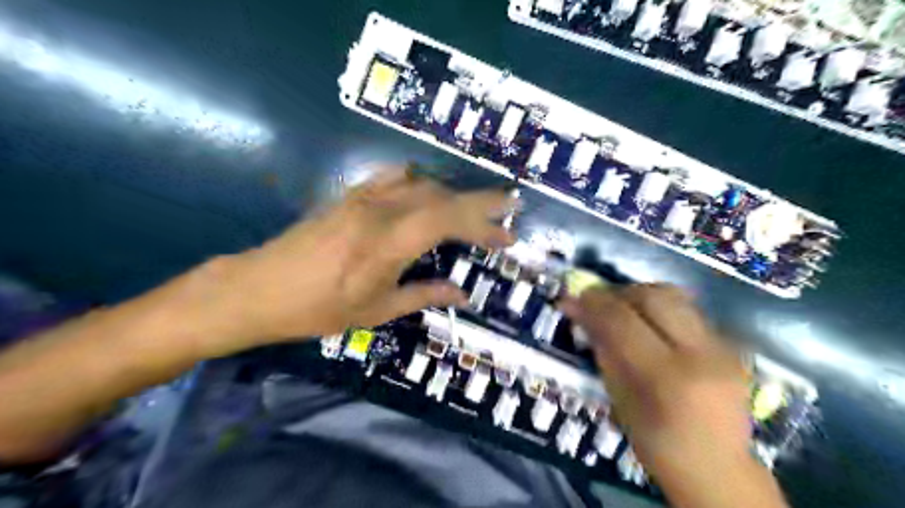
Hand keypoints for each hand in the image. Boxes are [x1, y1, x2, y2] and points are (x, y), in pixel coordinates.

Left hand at [207, 168, 514, 353]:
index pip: (449, 220)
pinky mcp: (349, 195)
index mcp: (389, 242)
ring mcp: (362, 198)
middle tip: (507, 210)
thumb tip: (462, 293)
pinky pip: (393, 177)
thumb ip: (424, 295)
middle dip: (479, 203)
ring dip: (452, 194)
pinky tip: (426, 194)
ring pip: (421, 183)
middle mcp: (380, 210)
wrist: (258, 289)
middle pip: (441, 196)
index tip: (508, 235)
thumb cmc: (318, 309)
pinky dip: (420, 182)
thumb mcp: (376, 311)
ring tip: (470, 210)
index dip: (483, 224)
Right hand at [563, 284, 785, 504]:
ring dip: (640, 295)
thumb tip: (582, 315)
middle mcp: (699, 354)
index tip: (571, 300)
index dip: (593, 304)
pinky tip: (649, 325)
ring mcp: (722, 348)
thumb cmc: (657, 444)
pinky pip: (687, 311)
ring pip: (674, 296)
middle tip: (597, 303)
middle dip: (618, 293)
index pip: (622, 321)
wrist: (719, 470)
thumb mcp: (619, 400)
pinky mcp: (731, 346)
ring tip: (622, 309)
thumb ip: (604, 352)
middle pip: (653, 297)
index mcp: (666, 378)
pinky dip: (660, 309)